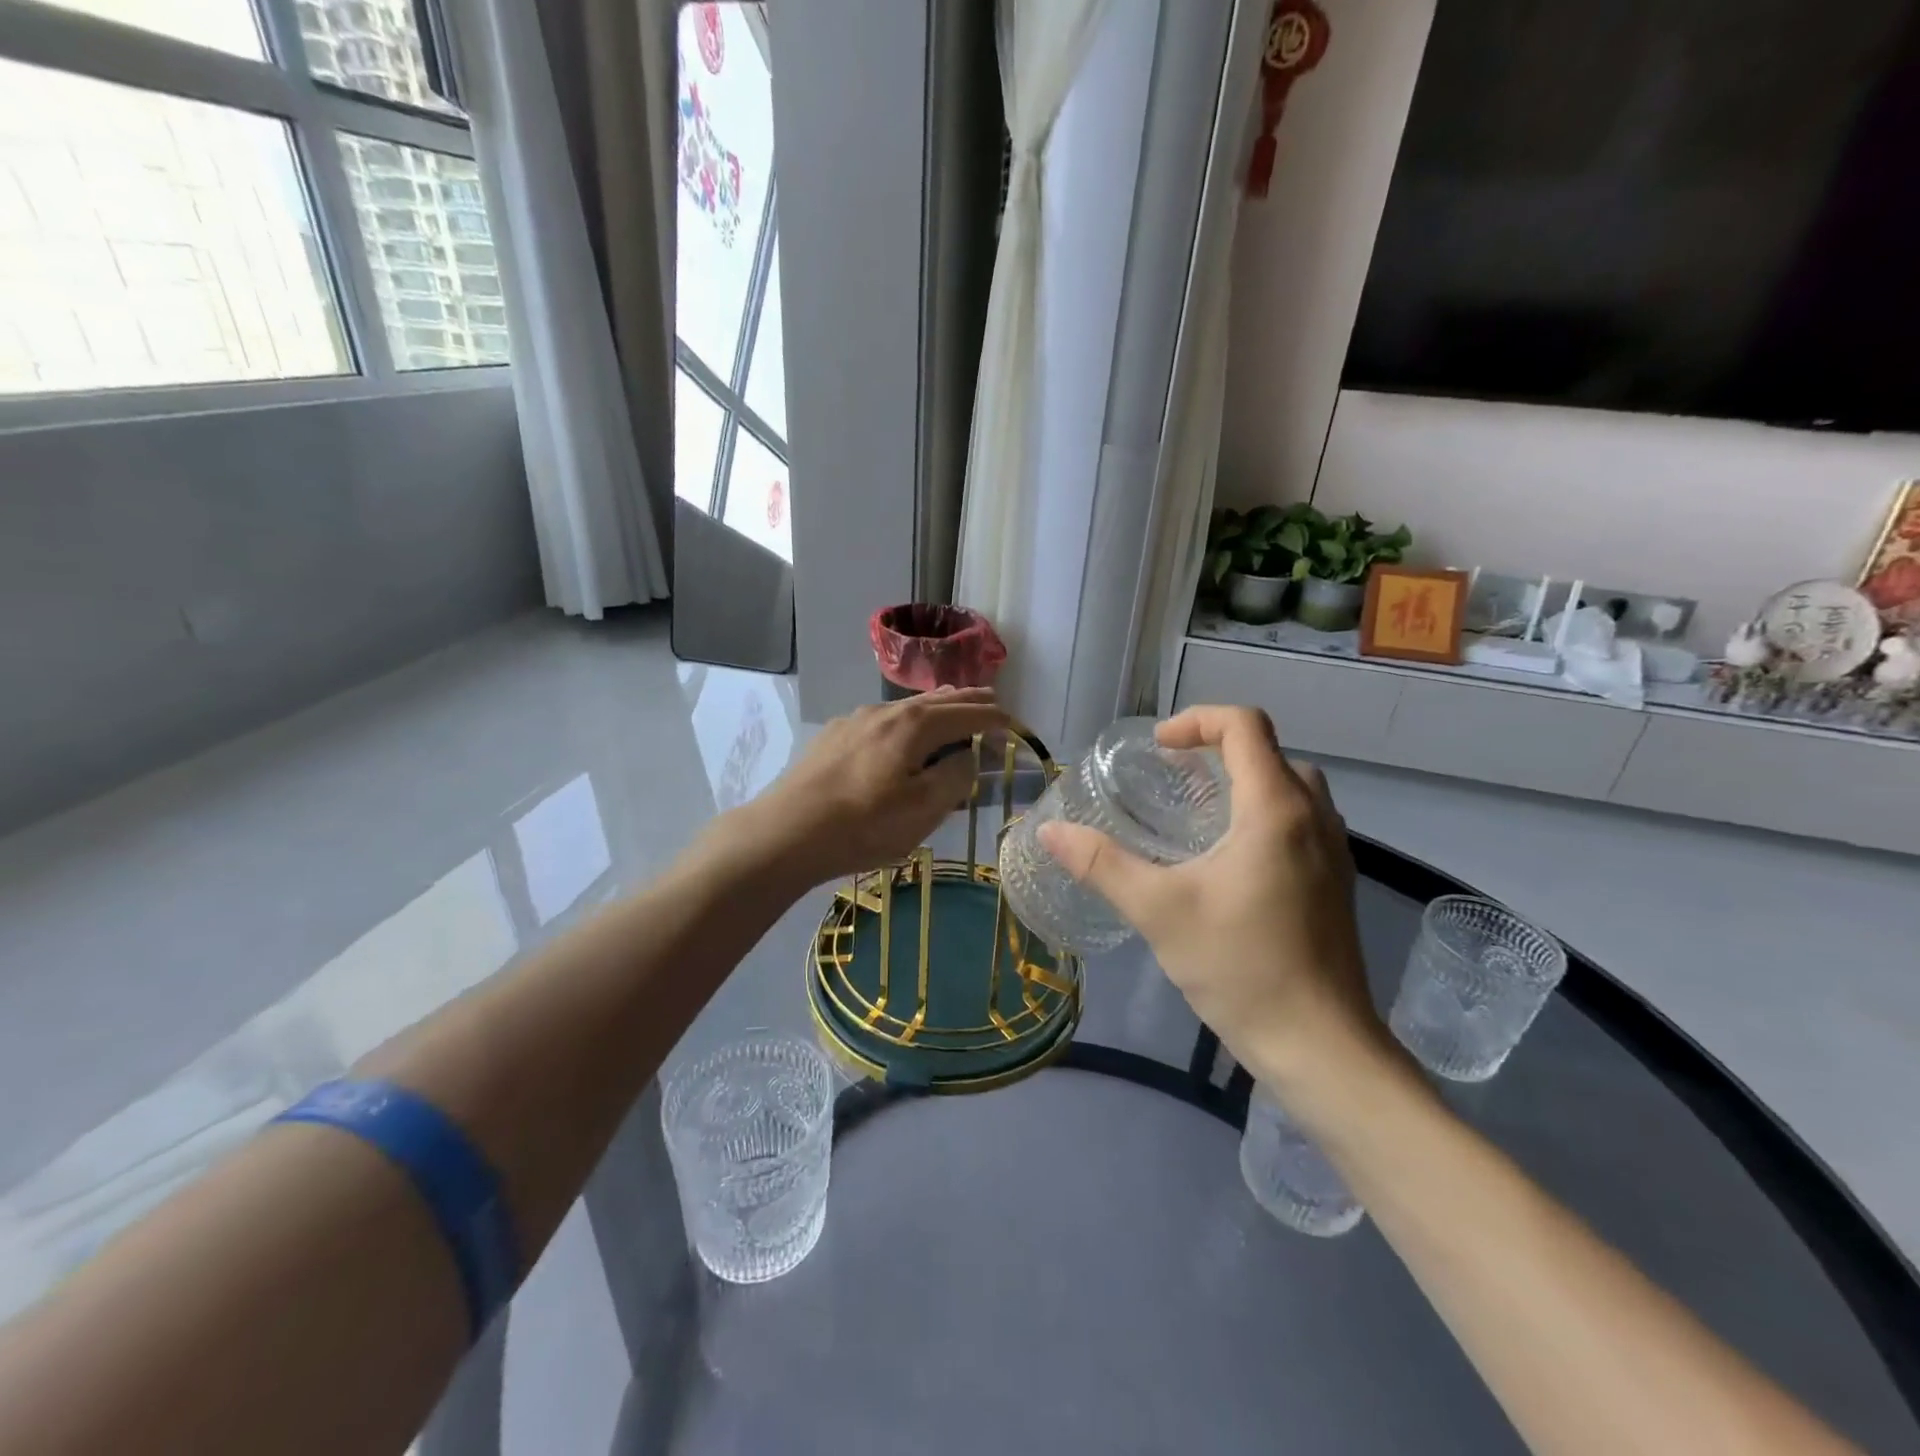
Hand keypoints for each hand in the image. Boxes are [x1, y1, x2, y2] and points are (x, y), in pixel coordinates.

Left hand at [734, 688, 1010, 886]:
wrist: (786, 832)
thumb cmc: (863, 825)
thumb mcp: (923, 810)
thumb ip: (955, 778)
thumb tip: (968, 758)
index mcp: (914, 725)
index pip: (967, 713)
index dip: (995, 718)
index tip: (1015, 725)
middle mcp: (886, 711)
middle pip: (938, 700)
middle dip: (968, 700)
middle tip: (992, 699)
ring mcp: (856, 720)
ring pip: (908, 707)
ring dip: (937, 707)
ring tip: (953, 707)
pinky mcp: (835, 735)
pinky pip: (884, 718)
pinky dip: (908, 719)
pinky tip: (901, 732)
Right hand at [1038, 705, 1387, 1096]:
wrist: (1321, 1047)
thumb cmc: (1241, 967)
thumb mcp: (1158, 911)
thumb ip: (1101, 864)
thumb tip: (1050, 831)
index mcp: (1276, 808)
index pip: (1245, 725)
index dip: (1197, 720)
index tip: (1158, 750)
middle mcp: (1314, 817)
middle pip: (1269, 753)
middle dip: (1218, 751)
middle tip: (1172, 779)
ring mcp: (1334, 852)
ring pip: (1290, 788)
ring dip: (1243, 783)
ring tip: (1196, 815)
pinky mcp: (1336, 884)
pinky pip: (1300, 822)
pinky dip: (1262, 816)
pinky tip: (1228, 863)